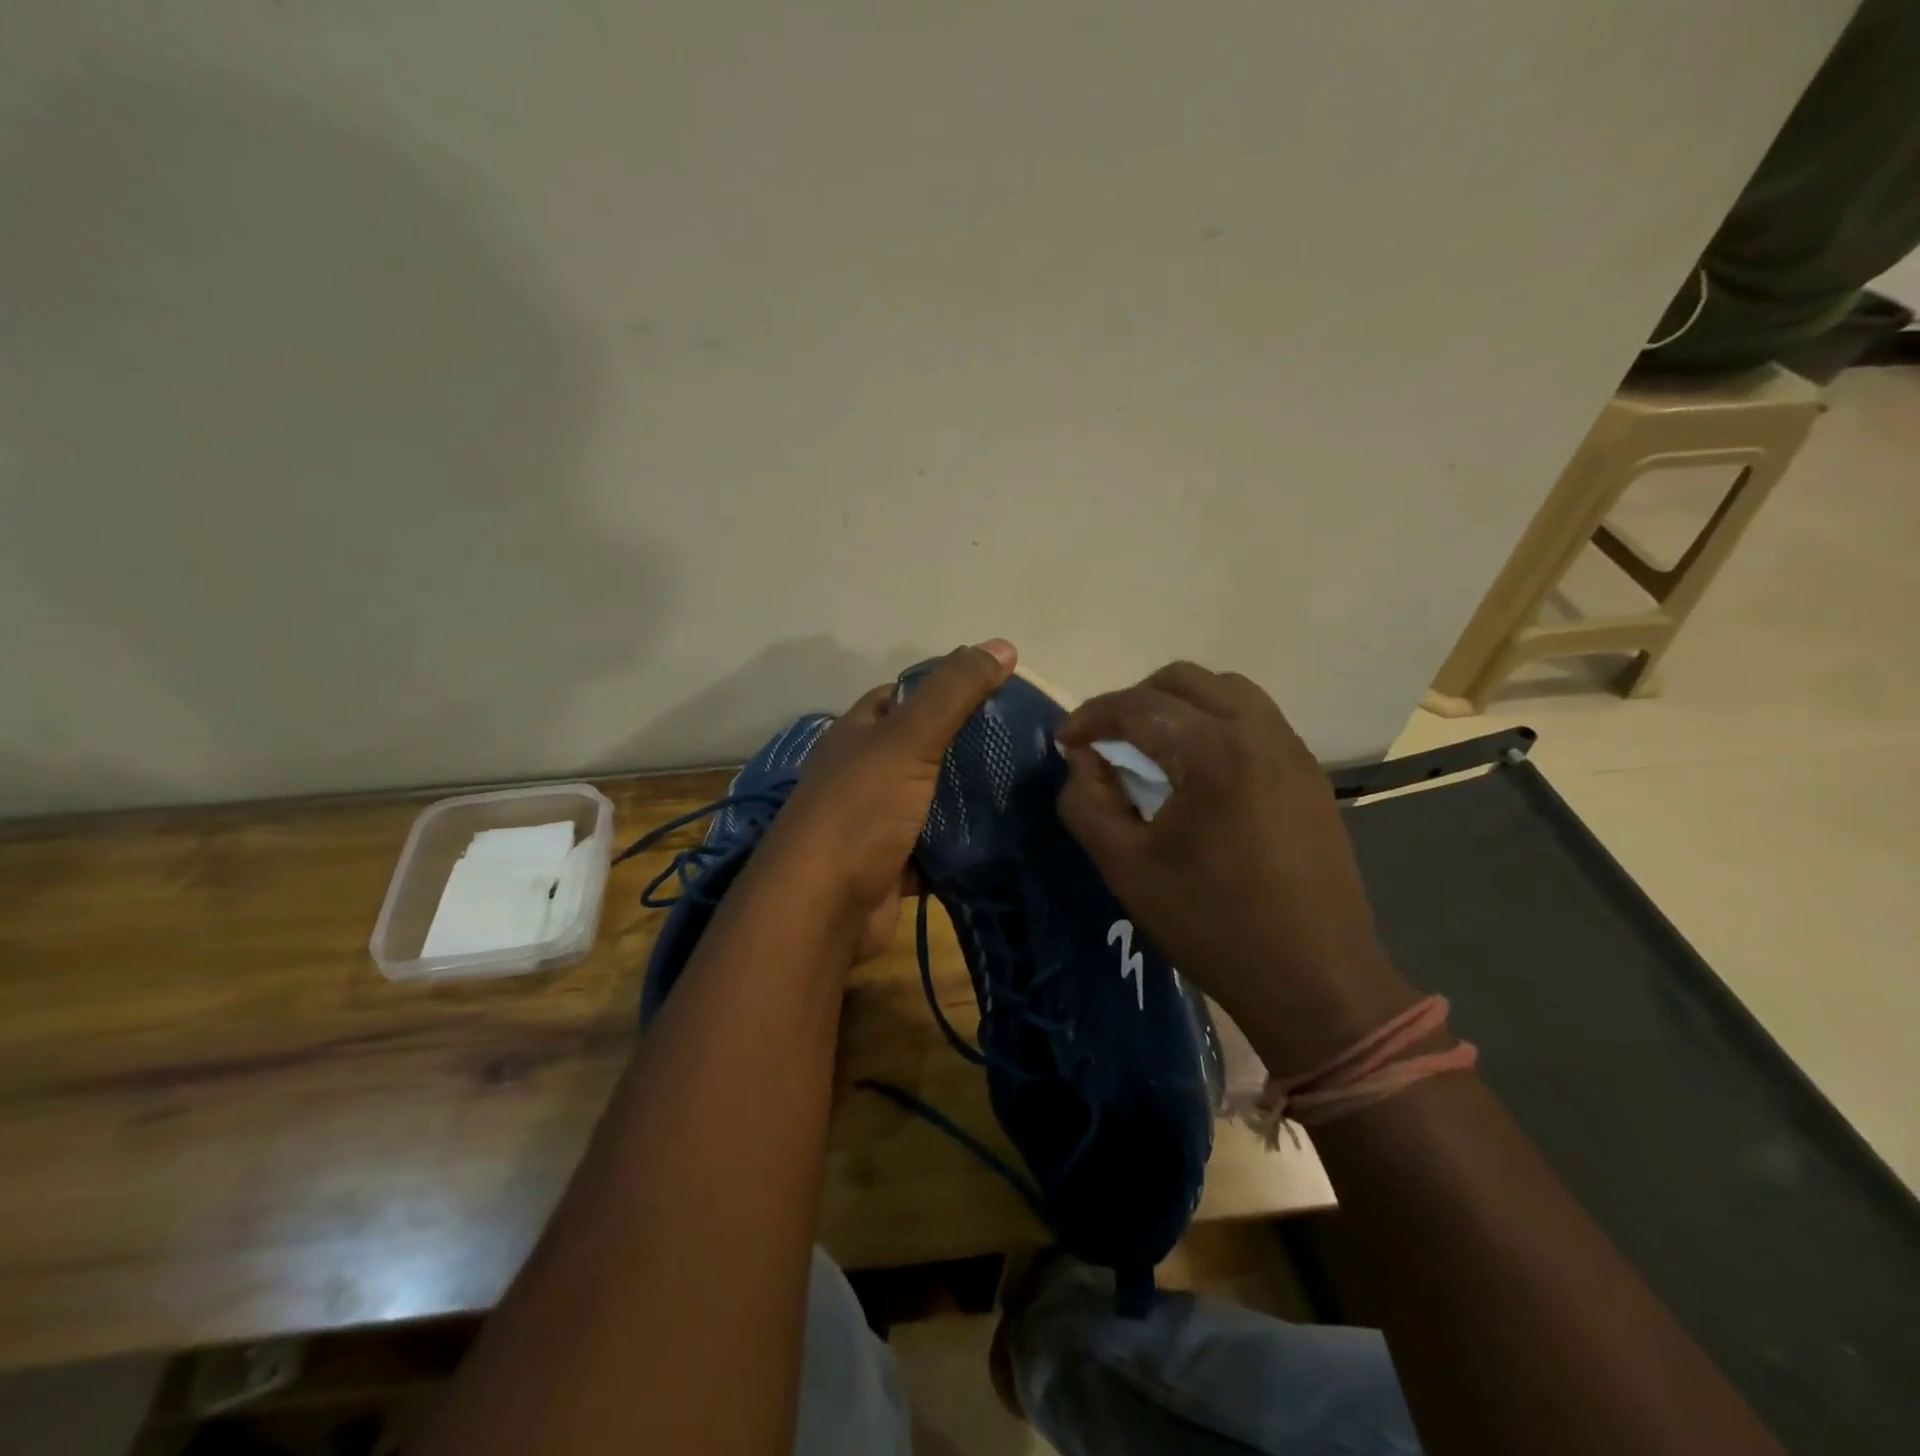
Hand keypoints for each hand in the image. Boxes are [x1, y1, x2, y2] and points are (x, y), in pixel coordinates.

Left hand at [751, 640, 1016, 962]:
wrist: (822, 908)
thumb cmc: (860, 810)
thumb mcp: (908, 739)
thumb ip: (953, 693)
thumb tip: (1003, 644)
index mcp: (858, 733)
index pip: (904, 695)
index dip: (946, 686)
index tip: (998, 690)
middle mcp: (862, 772)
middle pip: (921, 747)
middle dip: (966, 744)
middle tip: (1024, 741)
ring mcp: (876, 820)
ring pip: (931, 797)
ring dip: (968, 795)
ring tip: (1025, 783)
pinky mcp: (893, 864)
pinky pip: (936, 845)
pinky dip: (963, 842)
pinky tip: (1005, 834)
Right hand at [1056, 662, 1417, 1074]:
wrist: (1316, 980)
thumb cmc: (1212, 926)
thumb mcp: (1126, 867)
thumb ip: (1087, 802)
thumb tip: (1082, 760)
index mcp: (1214, 752)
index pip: (1138, 706)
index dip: (1091, 716)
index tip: (1063, 741)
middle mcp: (1260, 733)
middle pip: (1185, 681)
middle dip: (1134, 700)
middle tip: (1104, 739)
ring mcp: (1293, 751)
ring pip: (1226, 692)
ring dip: (1178, 705)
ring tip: (1149, 747)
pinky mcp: (1309, 775)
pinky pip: (1254, 721)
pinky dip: (1214, 724)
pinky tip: (1196, 771)